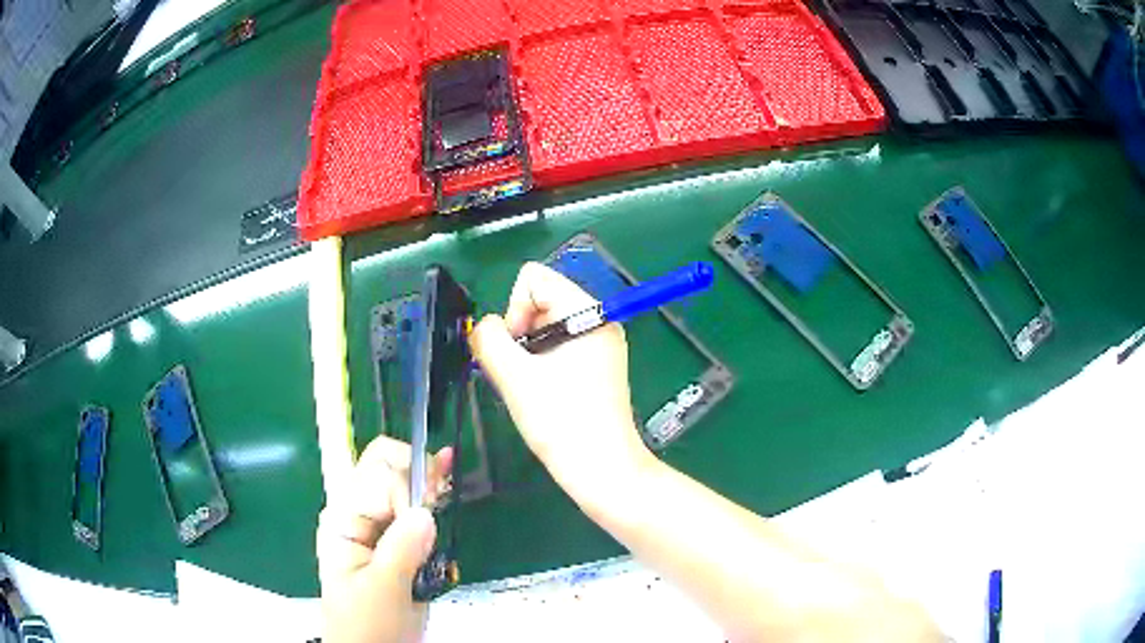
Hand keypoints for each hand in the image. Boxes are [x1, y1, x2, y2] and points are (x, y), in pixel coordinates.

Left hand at [317, 436, 452, 642]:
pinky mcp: (392, 538)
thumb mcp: (384, 591)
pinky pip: (410, 504)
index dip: (408, 489)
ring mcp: (374, 523)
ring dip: (427, 482)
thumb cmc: (368, 625)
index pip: (378, 475)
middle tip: (442, 495)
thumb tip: (426, 511)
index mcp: (343, 519)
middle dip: (418, 472)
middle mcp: (355, 512)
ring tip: (446, 489)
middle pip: (385, 465)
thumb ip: (402, 550)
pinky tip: (444, 485)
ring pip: (400, 480)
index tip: (429, 518)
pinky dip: (430, 495)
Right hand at [469, 262, 652, 503]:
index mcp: (588, 311)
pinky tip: (543, 393)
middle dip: (521, 332)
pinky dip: (543, 363)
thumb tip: (486, 327)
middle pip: (541, 300)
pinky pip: (560, 346)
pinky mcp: (600, 366)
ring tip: (531, 387)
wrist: (602, 468)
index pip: (534, 278)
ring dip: (529, 351)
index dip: (514, 309)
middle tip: (521, 373)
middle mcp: (600, 320)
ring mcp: (602, 344)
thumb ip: (488, 339)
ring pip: (547, 326)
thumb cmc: (560, 421)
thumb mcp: (514, 376)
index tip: (517, 351)